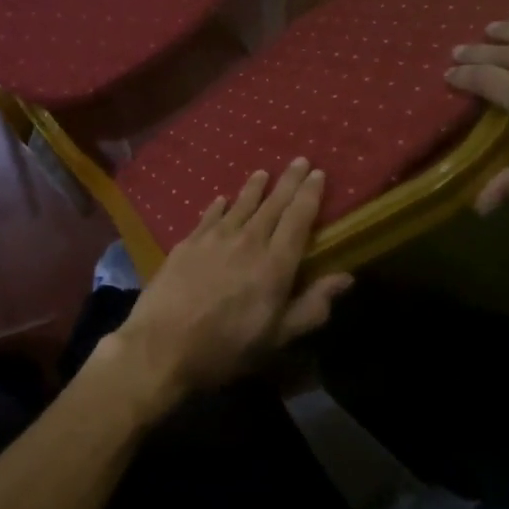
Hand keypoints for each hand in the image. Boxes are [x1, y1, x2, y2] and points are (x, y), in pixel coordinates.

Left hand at [104, 160, 352, 402]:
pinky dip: (219, 206)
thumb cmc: (226, 348)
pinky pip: (209, 216)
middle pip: (272, 205)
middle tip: (299, 160)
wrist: (162, 345)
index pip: (298, 220)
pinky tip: (222, 199)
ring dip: (254, 188)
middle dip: (288, 182)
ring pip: (240, 205)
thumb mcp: (277, 338)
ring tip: (263, 173)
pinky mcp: (187, 243)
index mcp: (275, 265)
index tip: (318, 173)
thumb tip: (346, 276)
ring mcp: (214, 239)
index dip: (309, 195)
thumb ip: (312, 306)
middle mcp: (247, 242)